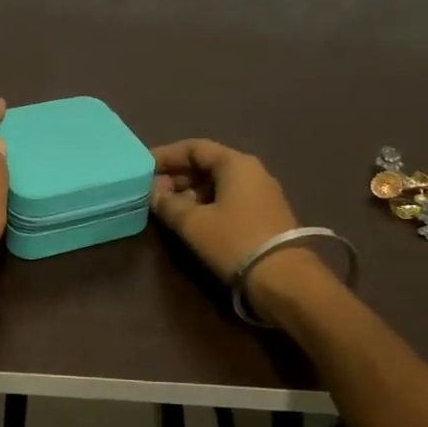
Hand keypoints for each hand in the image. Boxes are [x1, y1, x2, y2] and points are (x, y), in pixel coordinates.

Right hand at [149, 139, 298, 279]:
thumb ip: (168, 204)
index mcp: (235, 163)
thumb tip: (154, 192)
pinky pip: (229, 199)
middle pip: (207, 164)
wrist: (284, 279)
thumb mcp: (193, 223)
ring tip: (167, 208)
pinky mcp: (264, 215)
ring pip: (217, 183)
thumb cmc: (234, 241)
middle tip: (152, 191)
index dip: (166, 155)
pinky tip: (191, 221)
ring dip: (190, 192)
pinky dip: (206, 204)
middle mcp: (251, 171)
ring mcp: (261, 193)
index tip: (143, 167)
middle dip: (177, 176)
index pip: (194, 147)